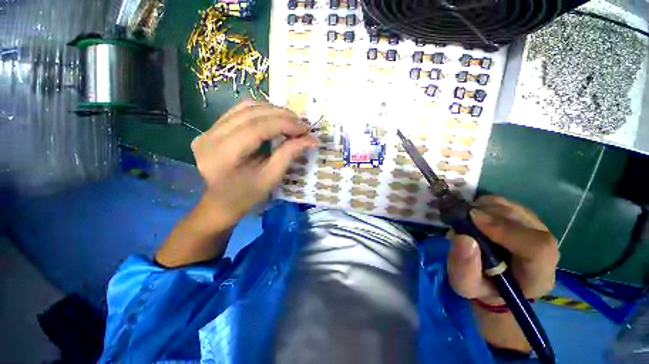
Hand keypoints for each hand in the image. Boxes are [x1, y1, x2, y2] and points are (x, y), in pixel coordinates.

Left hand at [190, 100, 317, 229]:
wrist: (220, 202)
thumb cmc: (247, 195)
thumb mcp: (270, 178)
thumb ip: (289, 154)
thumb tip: (311, 139)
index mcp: (223, 154)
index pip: (257, 127)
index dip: (284, 124)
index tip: (305, 129)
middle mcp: (211, 136)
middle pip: (250, 113)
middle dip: (281, 115)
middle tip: (301, 124)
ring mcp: (208, 130)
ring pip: (245, 108)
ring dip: (271, 111)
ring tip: (290, 121)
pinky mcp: (211, 129)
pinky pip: (239, 112)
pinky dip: (260, 112)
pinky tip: (273, 120)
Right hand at [447, 195, 558, 303]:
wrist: (490, 280)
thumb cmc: (479, 286)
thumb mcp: (464, 284)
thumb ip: (464, 267)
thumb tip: (462, 238)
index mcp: (537, 276)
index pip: (538, 248)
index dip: (506, 229)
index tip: (473, 219)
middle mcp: (546, 251)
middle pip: (526, 222)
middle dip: (490, 214)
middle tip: (462, 216)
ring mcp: (538, 233)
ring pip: (516, 209)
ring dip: (486, 208)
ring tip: (466, 217)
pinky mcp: (526, 220)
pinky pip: (509, 204)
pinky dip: (487, 204)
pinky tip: (474, 214)